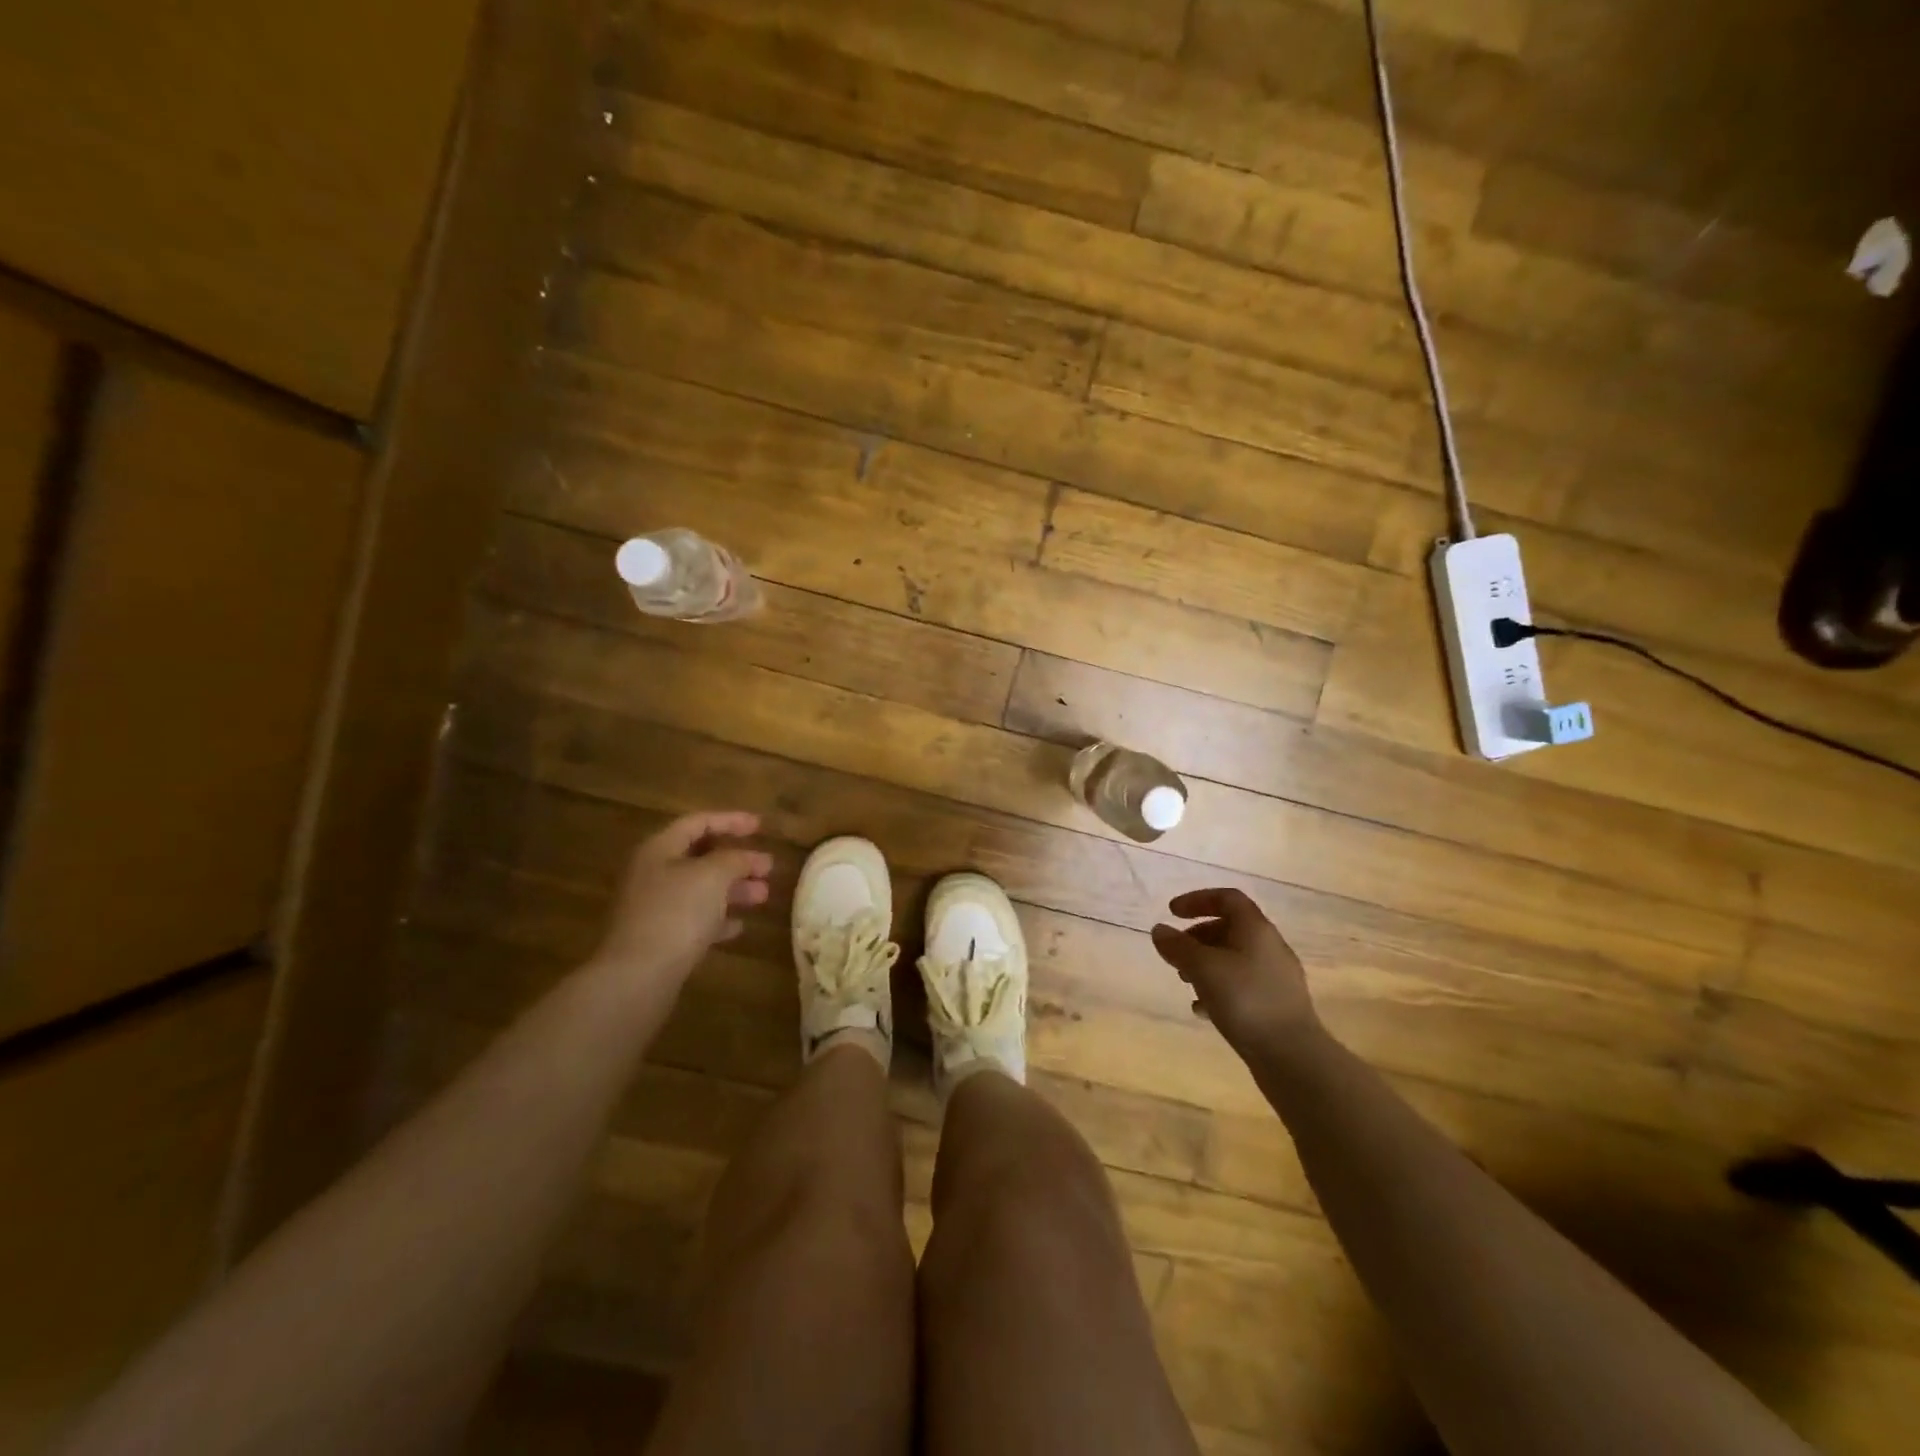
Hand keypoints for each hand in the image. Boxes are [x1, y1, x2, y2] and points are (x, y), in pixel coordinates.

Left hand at [592, 812, 772, 987]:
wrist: (638, 976)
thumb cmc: (676, 913)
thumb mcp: (712, 875)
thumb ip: (734, 859)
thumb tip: (748, 857)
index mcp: (659, 850)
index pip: (698, 822)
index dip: (731, 820)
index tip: (761, 826)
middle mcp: (653, 874)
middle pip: (700, 857)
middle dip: (737, 860)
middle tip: (768, 867)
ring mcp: (654, 908)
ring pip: (700, 890)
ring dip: (733, 890)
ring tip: (763, 896)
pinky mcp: (659, 939)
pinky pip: (694, 920)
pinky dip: (718, 919)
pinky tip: (739, 926)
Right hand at [1151, 888, 1320, 1059]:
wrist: (1292, 1056)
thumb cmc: (1245, 1000)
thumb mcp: (1203, 968)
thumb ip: (1178, 946)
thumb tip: (1160, 930)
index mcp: (1256, 929)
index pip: (1227, 898)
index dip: (1197, 899)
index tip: (1172, 913)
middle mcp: (1270, 947)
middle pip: (1231, 928)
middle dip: (1198, 936)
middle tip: (1176, 952)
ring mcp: (1276, 978)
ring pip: (1235, 958)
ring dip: (1206, 964)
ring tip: (1185, 981)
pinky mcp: (1276, 1005)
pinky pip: (1242, 985)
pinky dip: (1219, 989)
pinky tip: (1202, 1010)